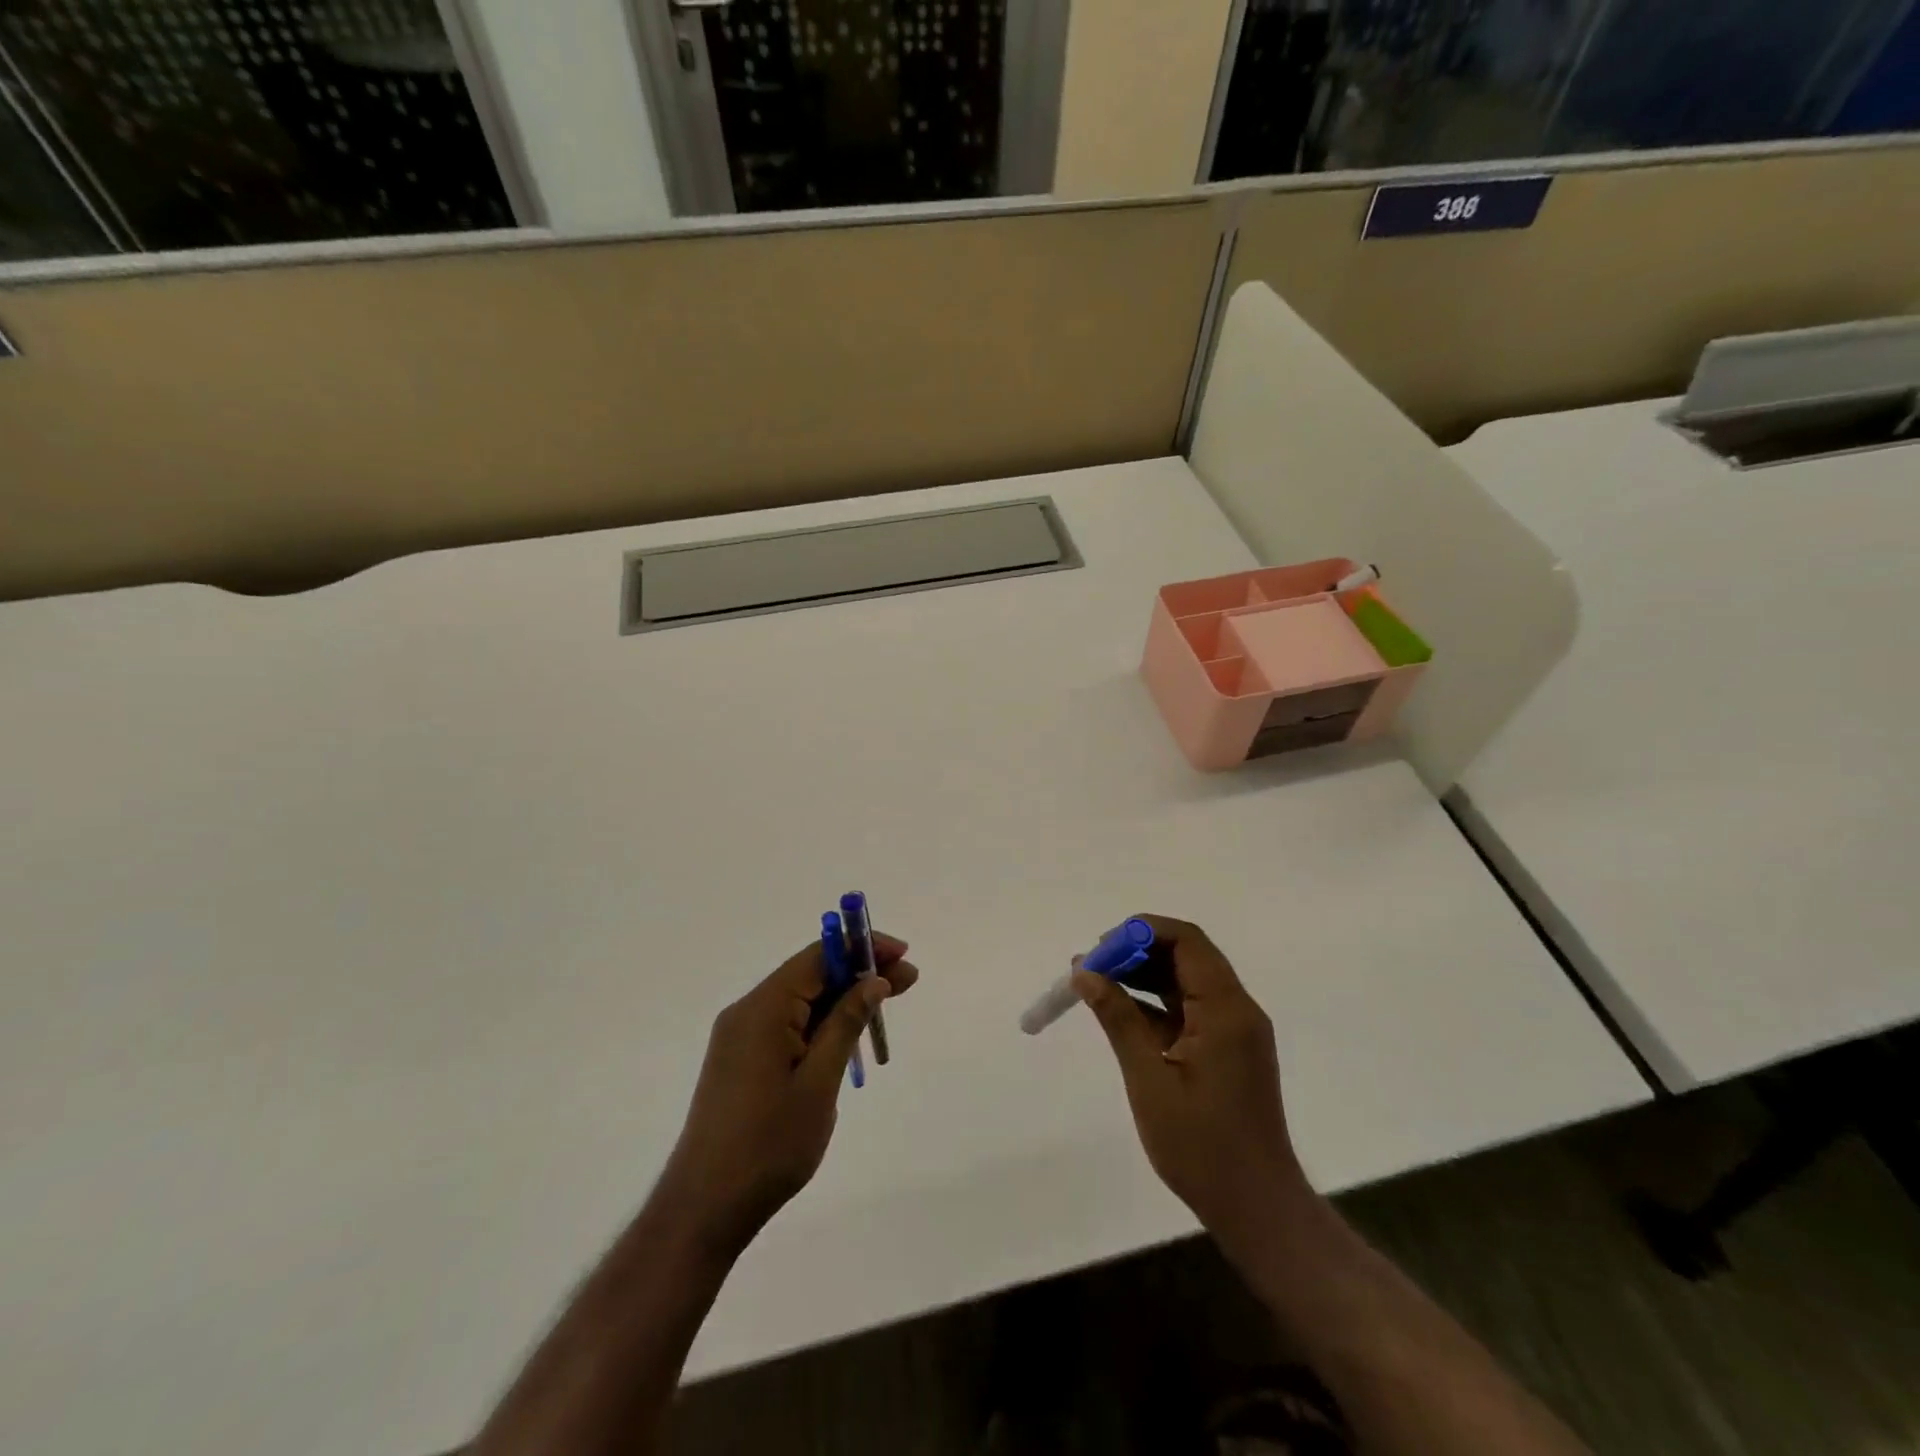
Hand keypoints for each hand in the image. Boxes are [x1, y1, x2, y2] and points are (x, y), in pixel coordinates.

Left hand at [659, 933, 918, 1255]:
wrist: (705, 1208)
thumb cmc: (768, 1145)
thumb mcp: (819, 1082)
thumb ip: (846, 1023)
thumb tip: (874, 980)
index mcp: (763, 1009)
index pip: (819, 956)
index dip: (862, 948)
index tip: (903, 955)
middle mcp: (748, 1011)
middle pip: (811, 975)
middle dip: (859, 973)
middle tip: (908, 982)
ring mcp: (741, 1036)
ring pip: (801, 1000)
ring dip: (843, 999)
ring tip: (885, 1007)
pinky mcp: (742, 1059)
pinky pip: (788, 1024)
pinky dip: (822, 1022)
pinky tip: (848, 1035)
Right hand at [1074, 915, 1309, 1254]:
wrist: (1256, 1208)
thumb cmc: (1202, 1146)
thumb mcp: (1149, 1079)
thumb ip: (1118, 1018)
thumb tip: (1084, 972)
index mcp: (1226, 1009)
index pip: (1186, 942)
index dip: (1141, 933)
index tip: (1100, 948)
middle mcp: (1236, 1009)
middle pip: (1186, 956)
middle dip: (1137, 952)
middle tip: (1091, 965)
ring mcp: (1234, 1030)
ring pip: (1186, 980)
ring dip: (1143, 975)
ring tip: (1095, 982)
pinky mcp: (1227, 1049)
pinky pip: (1189, 1008)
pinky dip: (1155, 1003)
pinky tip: (1119, 1010)